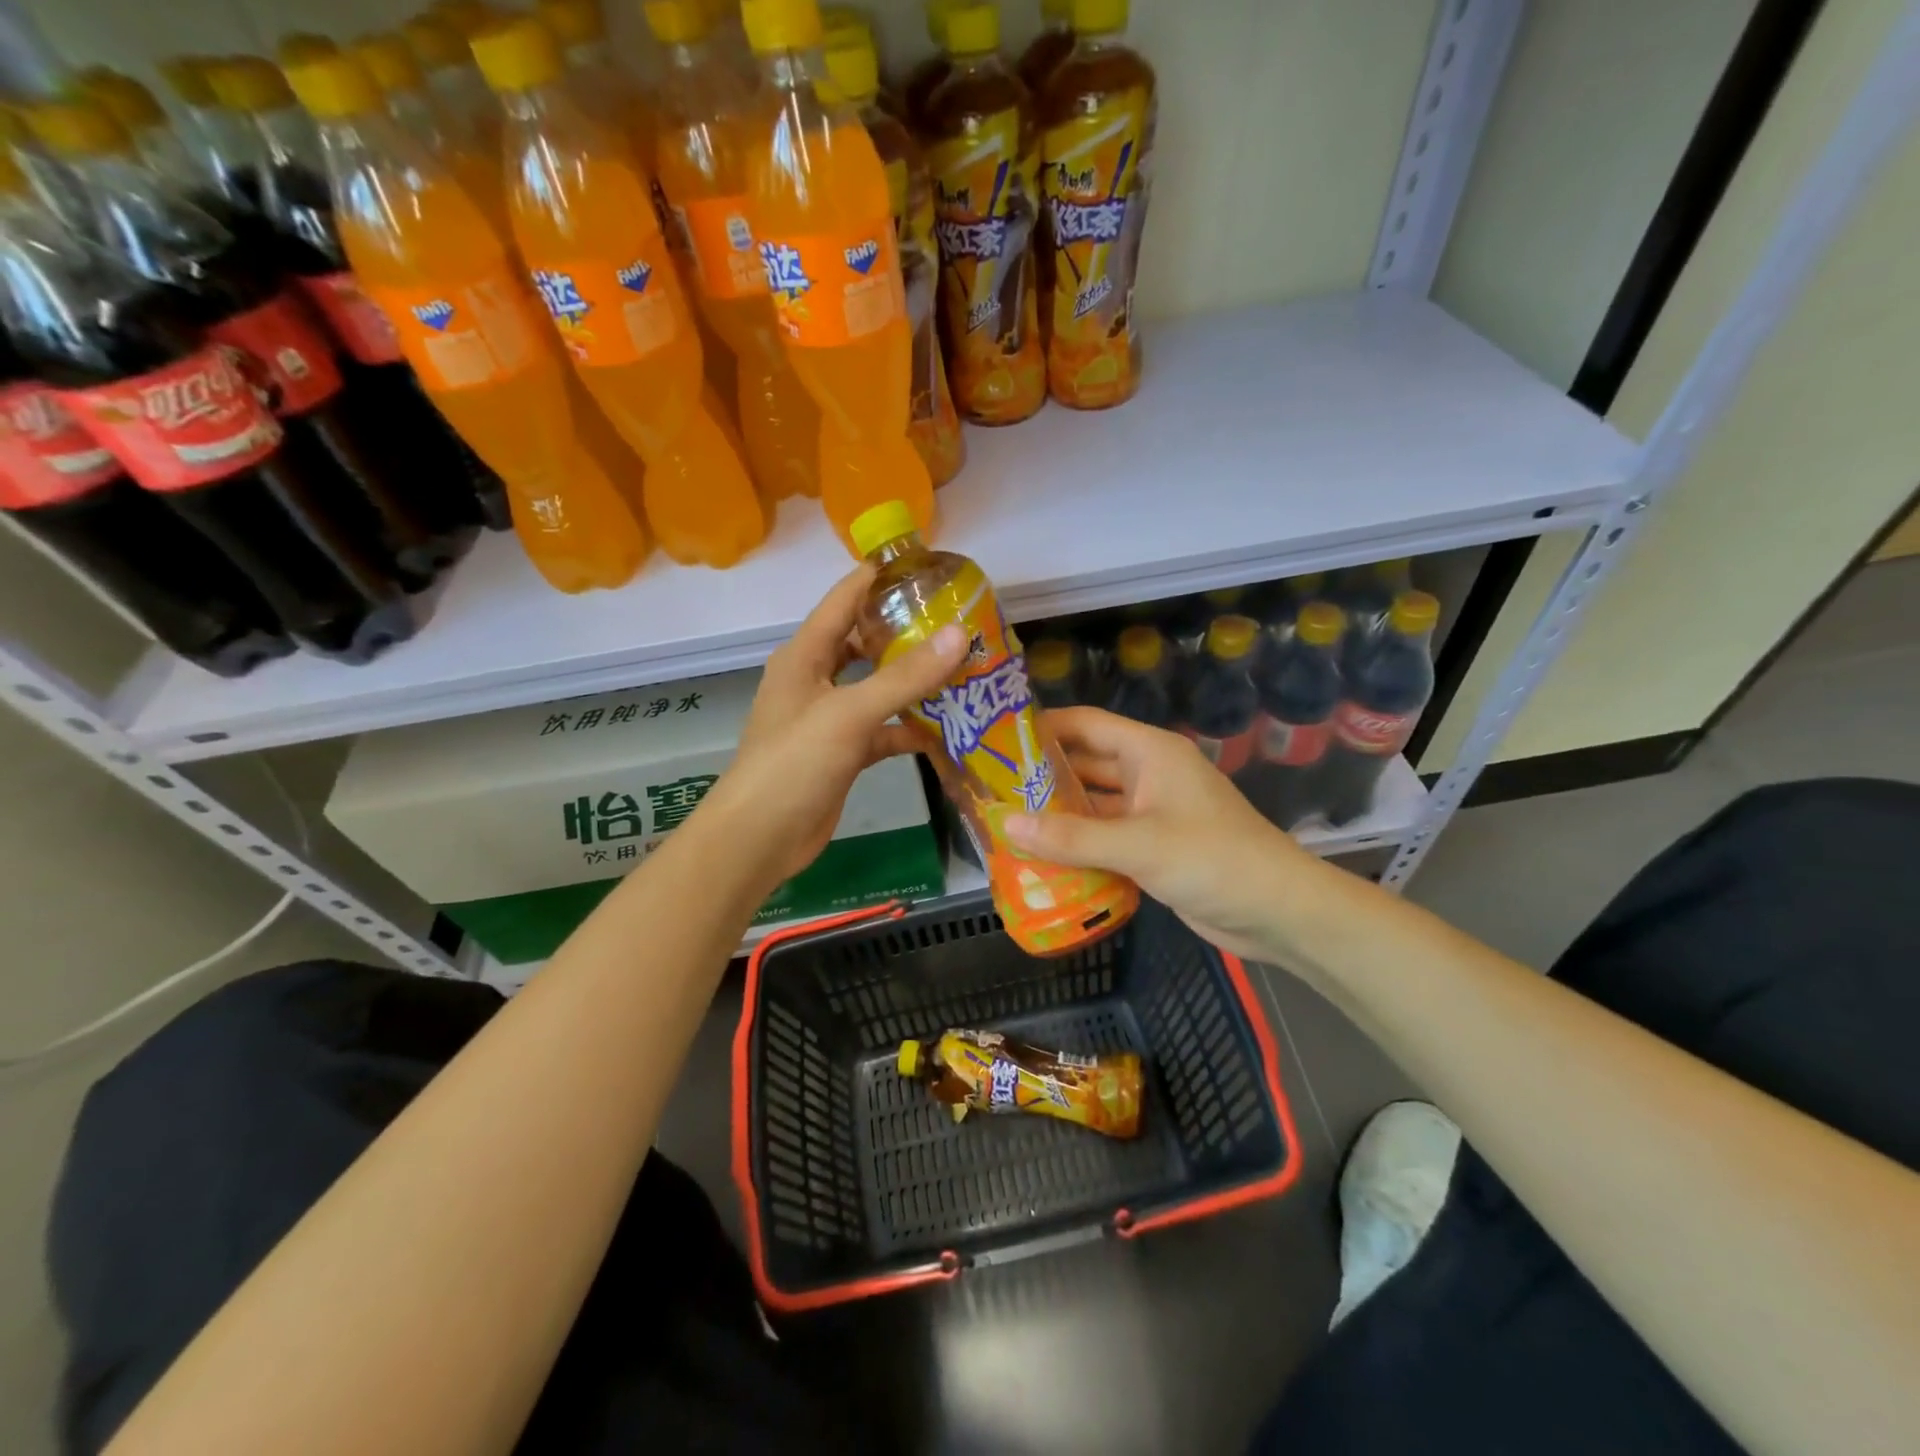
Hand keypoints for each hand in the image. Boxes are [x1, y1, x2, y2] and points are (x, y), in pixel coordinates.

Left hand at [707, 566, 964, 890]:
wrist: (760, 837)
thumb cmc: (795, 762)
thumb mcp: (850, 713)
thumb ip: (905, 676)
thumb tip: (960, 634)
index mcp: (805, 654)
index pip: (845, 598)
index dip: (881, 576)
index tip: (929, 564)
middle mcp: (815, 678)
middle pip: (864, 641)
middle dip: (907, 630)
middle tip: (958, 621)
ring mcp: (829, 717)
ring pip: (877, 686)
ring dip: (913, 680)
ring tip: (963, 667)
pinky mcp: (842, 751)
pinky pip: (882, 727)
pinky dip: (909, 727)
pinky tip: (946, 727)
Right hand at [1006, 708, 1319, 960]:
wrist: (1276, 911)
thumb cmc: (1211, 858)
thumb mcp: (1138, 844)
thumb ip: (1071, 836)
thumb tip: (1005, 824)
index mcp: (1149, 752)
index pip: (1085, 724)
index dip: (1042, 726)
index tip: (994, 738)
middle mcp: (1147, 774)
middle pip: (1085, 764)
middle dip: (1041, 776)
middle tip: (988, 787)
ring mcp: (1150, 812)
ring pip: (1093, 805)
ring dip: (1056, 814)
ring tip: (1003, 822)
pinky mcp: (1151, 848)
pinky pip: (1104, 838)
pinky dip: (1076, 845)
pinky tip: (1039, 857)